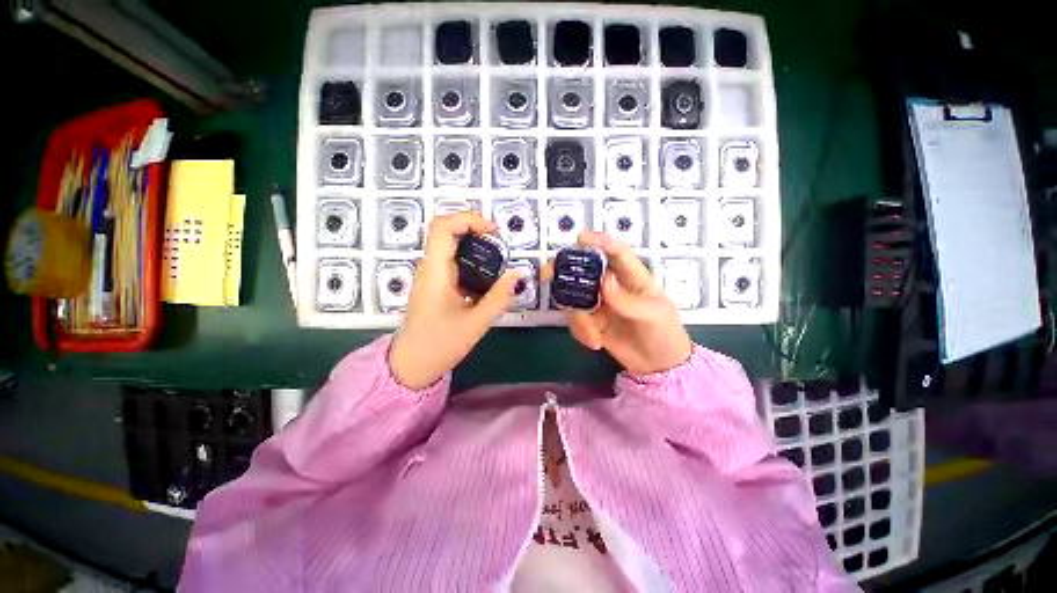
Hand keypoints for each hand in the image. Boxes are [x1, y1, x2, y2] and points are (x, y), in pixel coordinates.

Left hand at [389, 212, 521, 389]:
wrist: (412, 365)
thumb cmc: (439, 345)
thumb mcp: (476, 323)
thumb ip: (499, 297)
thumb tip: (518, 274)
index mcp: (435, 272)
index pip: (443, 227)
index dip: (468, 219)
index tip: (493, 230)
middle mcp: (430, 268)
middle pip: (447, 231)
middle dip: (474, 228)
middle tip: (499, 241)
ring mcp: (431, 275)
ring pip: (450, 245)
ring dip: (474, 243)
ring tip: (497, 256)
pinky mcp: (436, 284)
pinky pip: (453, 261)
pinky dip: (472, 259)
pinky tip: (487, 274)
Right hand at [557, 231, 692, 375]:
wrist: (658, 365)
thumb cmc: (664, 333)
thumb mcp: (653, 314)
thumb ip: (627, 299)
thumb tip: (604, 281)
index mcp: (632, 277)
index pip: (616, 252)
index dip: (599, 241)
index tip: (580, 239)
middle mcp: (612, 286)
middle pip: (585, 270)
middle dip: (565, 269)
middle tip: (548, 272)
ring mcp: (600, 304)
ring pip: (576, 298)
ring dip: (578, 317)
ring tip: (593, 336)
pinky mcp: (592, 322)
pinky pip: (577, 321)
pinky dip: (582, 332)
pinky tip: (596, 343)